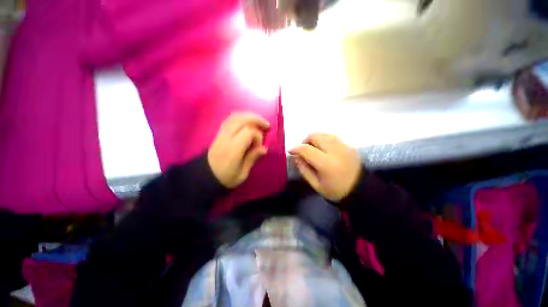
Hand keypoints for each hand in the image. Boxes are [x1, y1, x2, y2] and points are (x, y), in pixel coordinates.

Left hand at [208, 113, 269, 187]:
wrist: (205, 177)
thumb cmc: (225, 178)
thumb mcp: (242, 174)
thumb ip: (252, 159)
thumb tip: (264, 148)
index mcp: (232, 150)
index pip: (248, 132)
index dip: (258, 136)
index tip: (259, 146)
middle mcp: (226, 138)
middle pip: (241, 119)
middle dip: (256, 119)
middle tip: (267, 125)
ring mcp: (221, 134)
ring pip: (235, 117)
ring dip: (249, 116)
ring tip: (259, 121)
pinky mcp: (219, 133)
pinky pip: (230, 119)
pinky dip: (241, 117)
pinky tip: (248, 121)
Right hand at [289, 133, 361, 201]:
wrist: (361, 189)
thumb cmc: (336, 190)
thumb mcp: (316, 185)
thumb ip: (304, 169)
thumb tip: (295, 157)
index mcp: (326, 164)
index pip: (306, 149)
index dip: (296, 149)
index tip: (291, 151)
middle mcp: (335, 151)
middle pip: (315, 136)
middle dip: (305, 141)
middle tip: (303, 150)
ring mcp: (344, 146)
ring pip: (324, 134)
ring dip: (314, 139)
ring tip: (313, 148)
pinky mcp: (349, 145)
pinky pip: (332, 137)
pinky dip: (324, 139)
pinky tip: (323, 148)